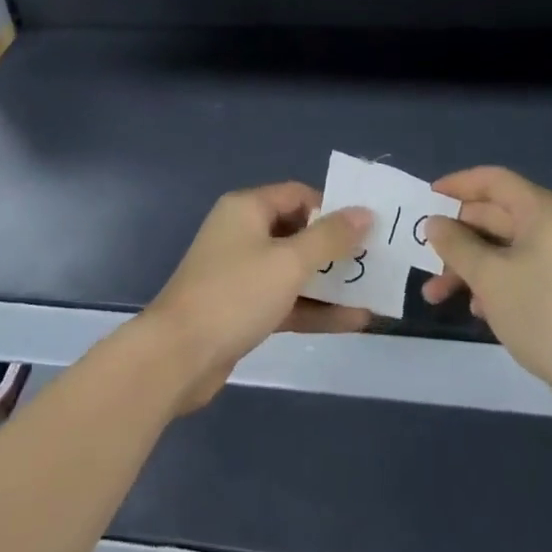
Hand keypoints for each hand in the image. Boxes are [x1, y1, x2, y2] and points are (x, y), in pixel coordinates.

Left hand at [143, 182, 373, 412]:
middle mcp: (243, 233)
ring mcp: (241, 273)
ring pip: (294, 270)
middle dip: (336, 248)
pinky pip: (286, 300)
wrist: (177, 357)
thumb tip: (365, 212)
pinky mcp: (242, 309)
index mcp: (247, 208)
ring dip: (330, 281)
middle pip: (298, 232)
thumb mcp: (289, 262)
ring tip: (372, 292)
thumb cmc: (235, 295)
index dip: (332, 208)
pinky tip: (353, 321)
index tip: (366, 228)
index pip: (298, 195)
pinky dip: (314, 308)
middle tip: (374, 260)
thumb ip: (330, 237)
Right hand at [423, 166, 551, 428]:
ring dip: (467, 266)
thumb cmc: (543, 311)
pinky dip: (491, 285)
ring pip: (501, 250)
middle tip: (423, 252)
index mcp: (538, 211)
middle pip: (493, 216)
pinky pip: (516, 275)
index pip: (492, 180)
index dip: (458, 184)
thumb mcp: (489, 276)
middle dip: (456, 235)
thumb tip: (435, 223)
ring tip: (435, 294)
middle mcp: (549, 228)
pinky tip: (474, 310)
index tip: (427, 198)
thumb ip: (456, 245)